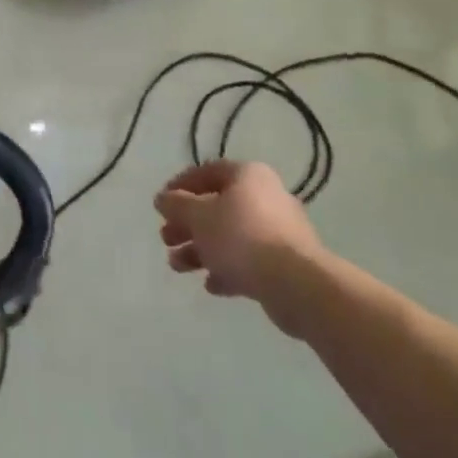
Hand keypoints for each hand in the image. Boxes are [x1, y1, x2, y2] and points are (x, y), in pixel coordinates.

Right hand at [154, 161, 323, 330]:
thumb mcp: (198, 216)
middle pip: (217, 207)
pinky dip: (227, 269)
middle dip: (187, 225)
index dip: (180, 186)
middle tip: (166, 239)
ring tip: (178, 267)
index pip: (207, 172)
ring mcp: (279, 232)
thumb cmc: (241, 237)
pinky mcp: (285, 264)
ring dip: (200, 250)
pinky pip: (249, 261)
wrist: (296, 284)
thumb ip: (176, 205)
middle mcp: (266, 197)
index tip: (161, 205)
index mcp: (248, 176)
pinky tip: (211, 285)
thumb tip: (163, 199)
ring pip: (230, 237)